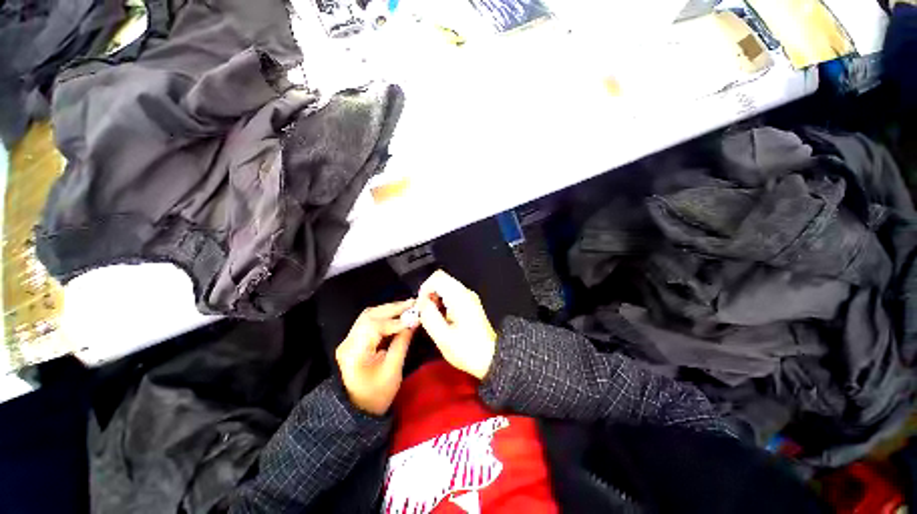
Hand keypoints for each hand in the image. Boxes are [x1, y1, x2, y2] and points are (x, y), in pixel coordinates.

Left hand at [336, 300, 416, 414]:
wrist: (358, 410)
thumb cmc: (377, 395)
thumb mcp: (393, 370)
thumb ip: (402, 342)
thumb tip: (413, 321)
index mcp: (355, 352)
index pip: (375, 326)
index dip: (397, 320)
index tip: (415, 317)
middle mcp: (348, 341)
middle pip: (370, 315)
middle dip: (393, 308)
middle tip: (413, 303)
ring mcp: (349, 340)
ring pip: (369, 316)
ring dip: (389, 309)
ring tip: (407, 306)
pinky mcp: (353, 340)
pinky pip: (369, 322)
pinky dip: (384, 316)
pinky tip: (397, 315)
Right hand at [417, 271, 496, 379]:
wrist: (491, 358)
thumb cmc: (468, 350)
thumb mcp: (443, 338)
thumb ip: (429, 317)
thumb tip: (422, 303)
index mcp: (460, 298)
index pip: (438, 278)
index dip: (424, 289)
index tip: (421, 306)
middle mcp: (466, 293)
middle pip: (441, 280)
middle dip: (429, 293)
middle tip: (425, 312)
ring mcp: (469, 297)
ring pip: (446, 286)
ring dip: (435, 298)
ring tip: (433, 318)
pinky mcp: (469, 303)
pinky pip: (451, 294)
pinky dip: (442, 302)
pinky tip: (442, 319)